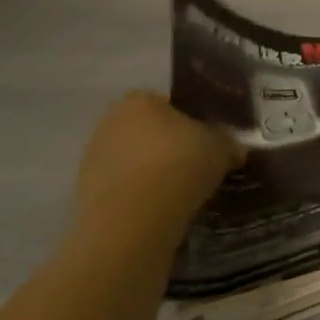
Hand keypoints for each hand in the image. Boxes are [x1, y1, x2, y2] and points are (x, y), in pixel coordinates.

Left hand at [71, 92, 245, 252]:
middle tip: (194, 161)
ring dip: (149, 169)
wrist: (136, 218)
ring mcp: (92, 159)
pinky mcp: (84, 193)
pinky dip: (137, 193)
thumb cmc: (182, 164)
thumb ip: (228, 143)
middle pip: (145, 130)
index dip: (188, 119)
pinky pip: (121, 186)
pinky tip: (159, 207)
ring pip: (131, 158)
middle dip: (166, 144)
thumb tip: (235, 149)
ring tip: (178, 189)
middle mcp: (110, 123)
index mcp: (140, 101)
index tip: (204, 138)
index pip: (167, 103)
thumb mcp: (222, 148)